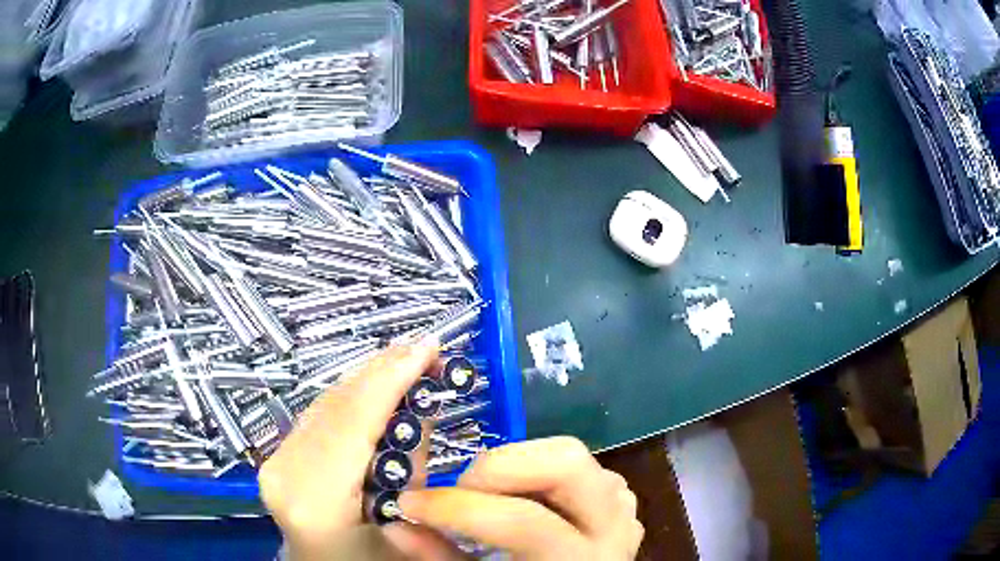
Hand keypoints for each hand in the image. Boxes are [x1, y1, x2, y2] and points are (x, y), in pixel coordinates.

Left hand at [258, 341, 438, 559]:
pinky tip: (376, 388)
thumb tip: (421, 404)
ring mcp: (275, 463)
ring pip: (325, 404)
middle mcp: (285, 473)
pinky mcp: (277, 458)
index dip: (392, 378)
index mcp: (317, 501)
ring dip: (369, 380)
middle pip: (336, 405)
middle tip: (425, 350)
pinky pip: (318, 417)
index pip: (354, 421)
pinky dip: (351, 399)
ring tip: (407, 362)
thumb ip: (414, 465)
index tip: (429, 347)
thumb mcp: (411, 525)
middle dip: (384, 371)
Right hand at [392, 436, 643, 559]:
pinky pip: (579, 466)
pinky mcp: (619, 496)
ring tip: (483, 492)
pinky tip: (518, 496)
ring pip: (572, 454)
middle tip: (458, 486)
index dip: (457, 508)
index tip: (410, 501)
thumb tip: (394, 521)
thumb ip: (440, 558)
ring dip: (517, 464)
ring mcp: (623, 505)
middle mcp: (614, 527)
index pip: (523, 522)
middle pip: (567, 462)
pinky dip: (536, 471)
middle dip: (499, 465)